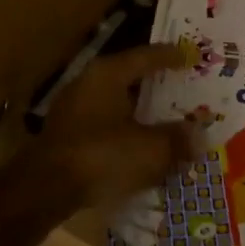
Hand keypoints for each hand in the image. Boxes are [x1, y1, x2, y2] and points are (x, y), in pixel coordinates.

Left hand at [32, 45, 192, 215]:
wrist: (45, 189)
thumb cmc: (101, 156)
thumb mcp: (149, 149)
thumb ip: (177, 139)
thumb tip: (199, 136)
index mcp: (108, 74)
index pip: (146, 56)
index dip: (172, 56)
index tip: (193, 55)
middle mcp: (88, 82)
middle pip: (130, 77)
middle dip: (158, 84)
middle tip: (184, 86)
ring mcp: (74, 108)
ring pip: (118, 102)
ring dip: (142, 110)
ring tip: (167, 118)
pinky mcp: (67, 134)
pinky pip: (106, 123)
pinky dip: (126, 128)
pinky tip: (141, 144)